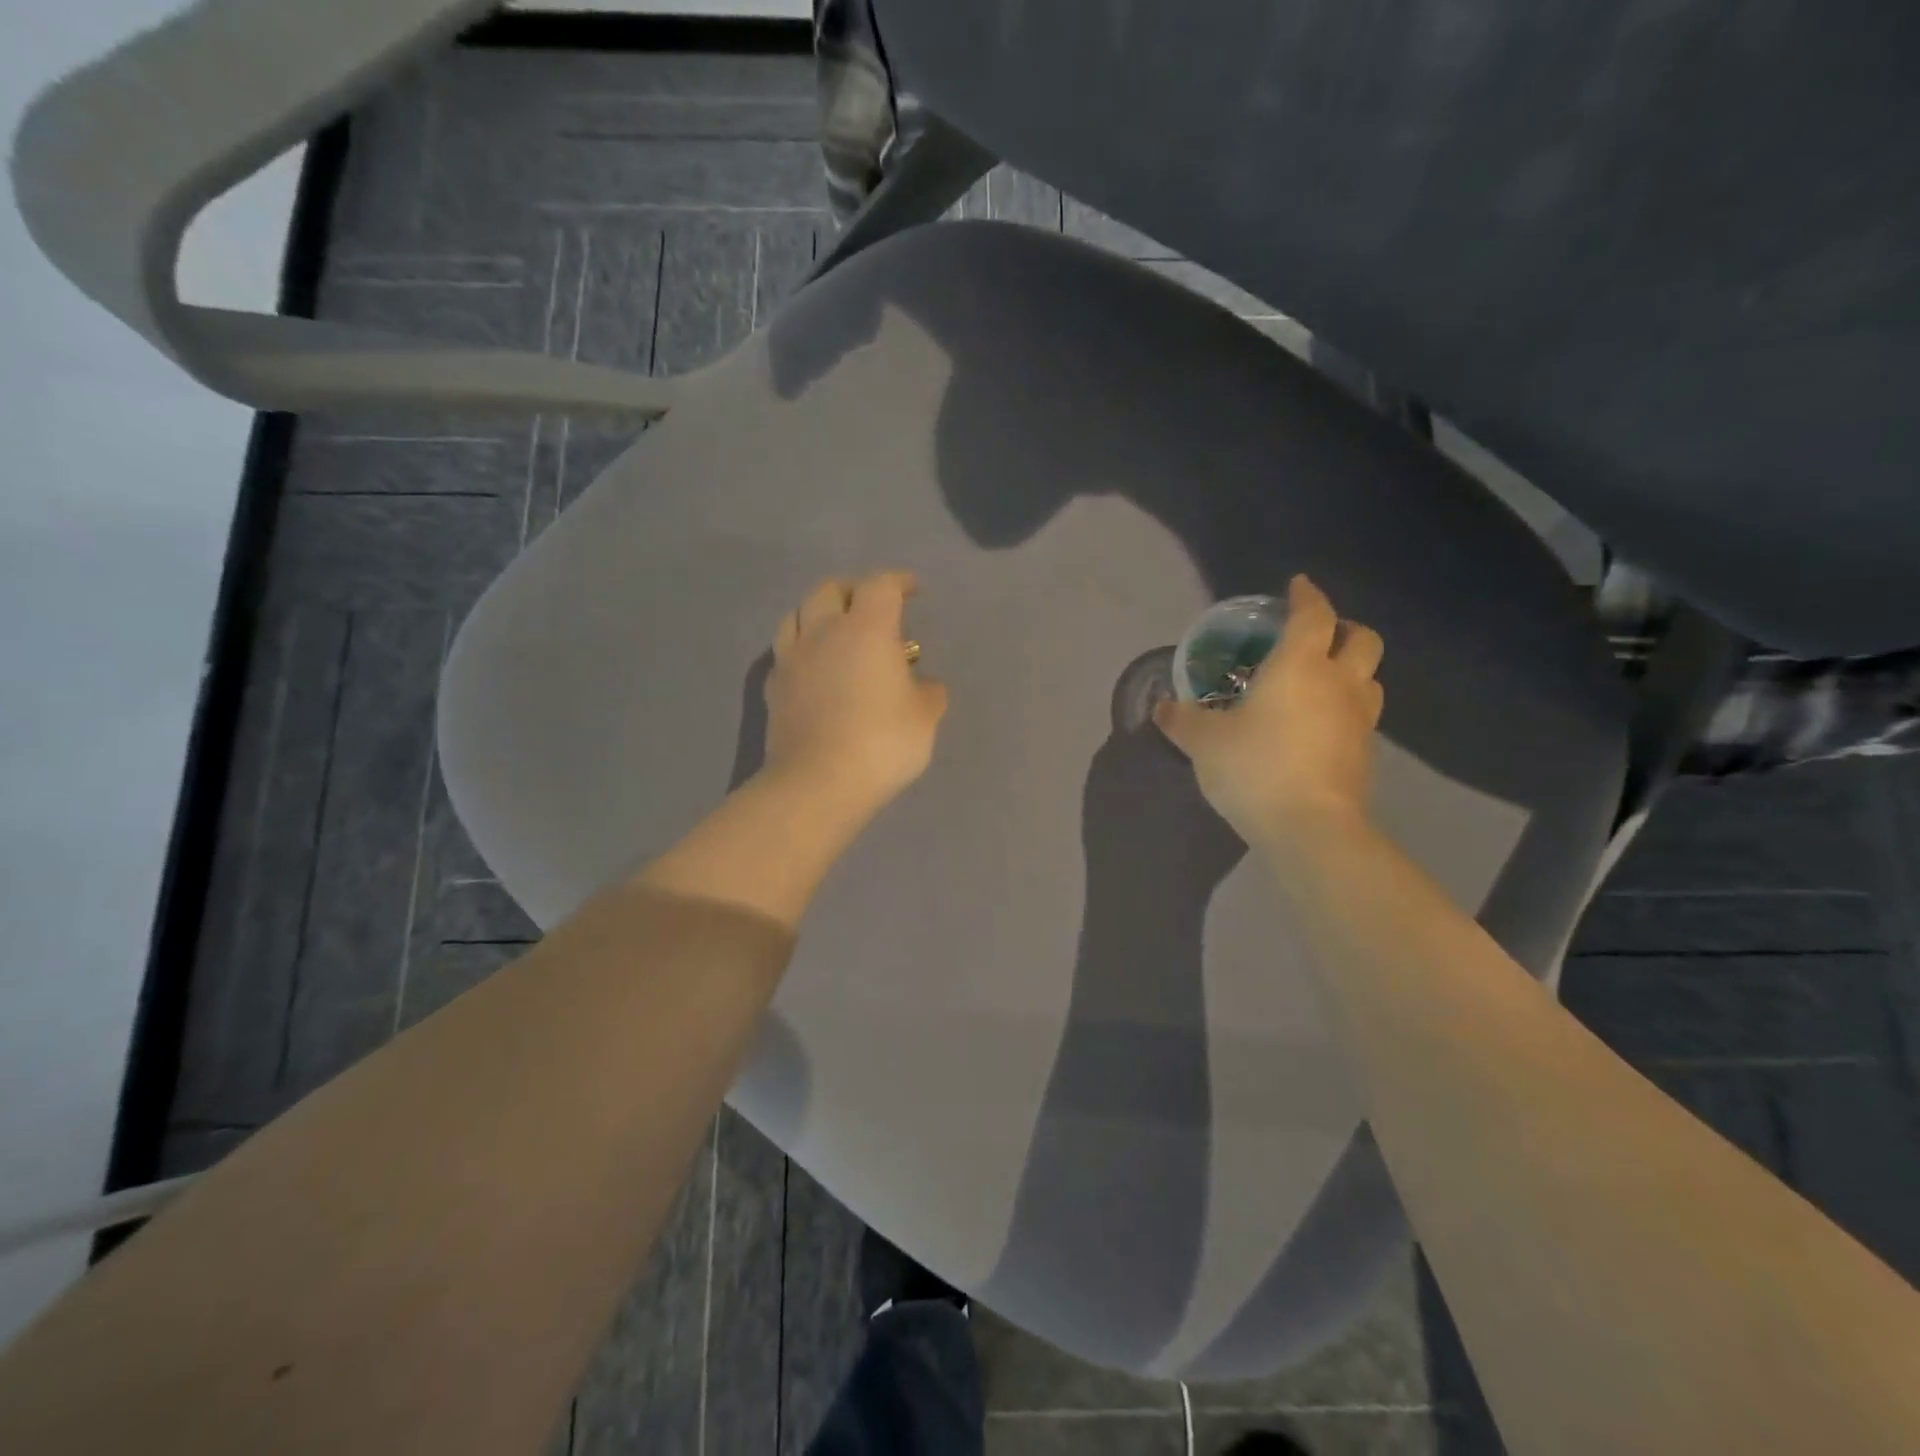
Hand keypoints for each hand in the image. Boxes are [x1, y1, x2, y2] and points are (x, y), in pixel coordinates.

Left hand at [762, 570, 948, 822]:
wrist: (817, 783)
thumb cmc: (881, 743)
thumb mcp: (925, 718)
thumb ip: (928, 692)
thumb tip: (922, 684)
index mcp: (866, 629)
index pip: (881, 586)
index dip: (899, 582)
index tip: (913, 590)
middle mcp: (823, 632)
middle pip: (830, 589)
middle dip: (854, 589)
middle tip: (872, 606)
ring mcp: (792, 658)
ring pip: (797, 613)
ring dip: (819, 612)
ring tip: (835, 629)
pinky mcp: (774, 687)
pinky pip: (785, 651)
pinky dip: (802, 647)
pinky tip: (813, 666)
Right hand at [1154, 575, 1383, 846]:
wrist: (1310, 827)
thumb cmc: (1254, 767)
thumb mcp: (1204, 742)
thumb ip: (1181, 720)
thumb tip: (1160, 708)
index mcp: (1300, 665)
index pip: (1313, 615)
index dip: (1306, 595)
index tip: (1297, 586)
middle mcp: (1339, 683)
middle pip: (1362, 639)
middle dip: (1343, 629)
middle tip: (1318, 636)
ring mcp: (1360, 719)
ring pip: (1370, 678)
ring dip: (1351, 670)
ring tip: (1322, 682)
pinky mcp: (1366, 754)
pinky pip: (1362, 716)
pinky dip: (1346, 709)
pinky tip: (1320, 726)